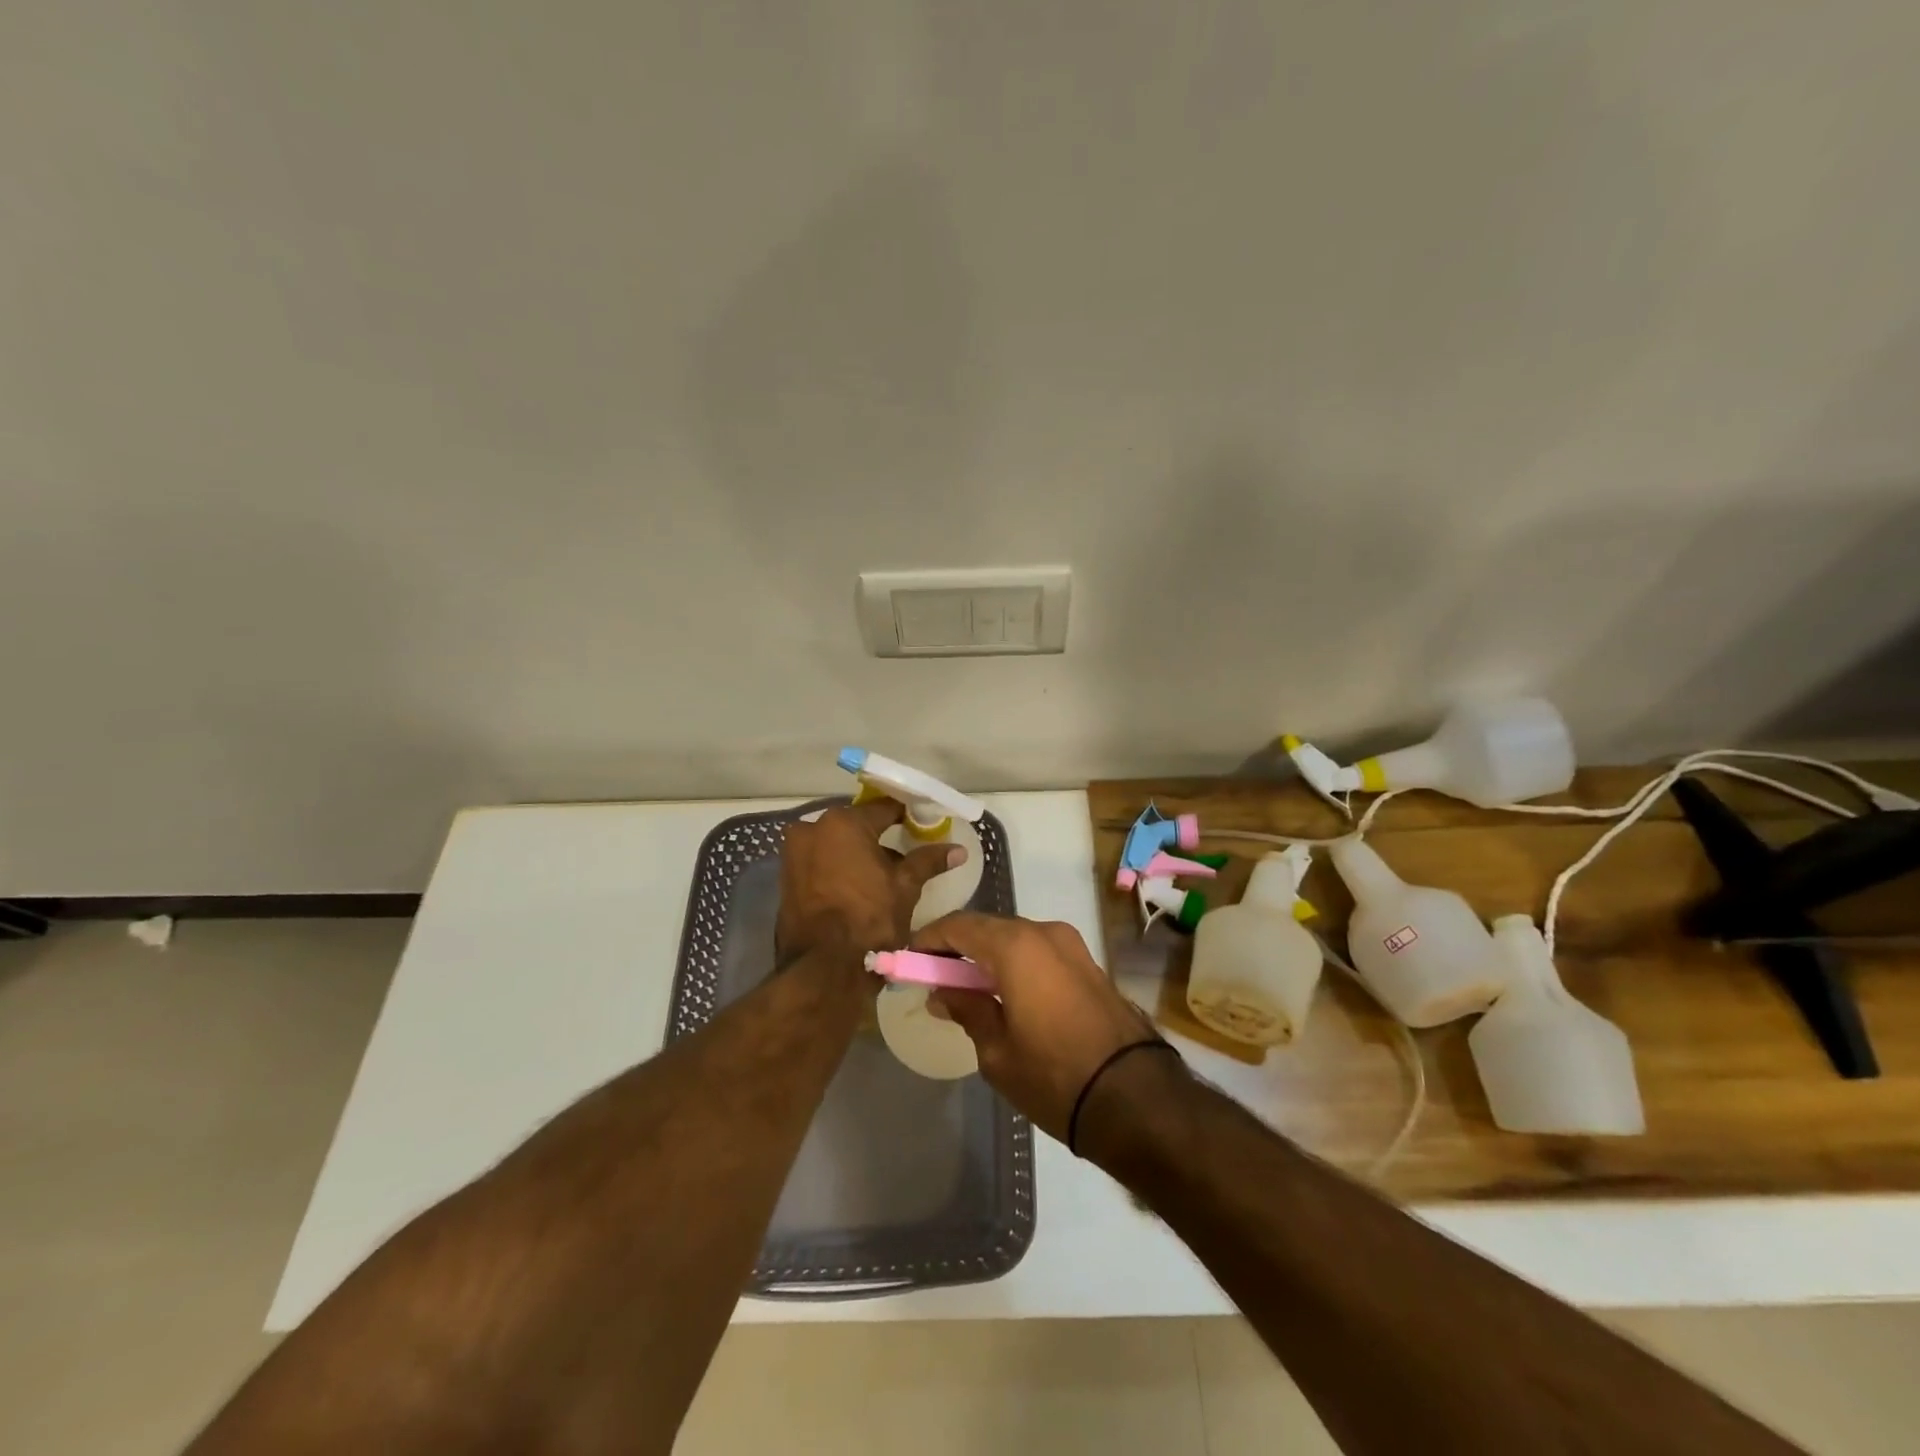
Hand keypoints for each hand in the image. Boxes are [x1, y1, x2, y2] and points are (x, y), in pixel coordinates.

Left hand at [776, 800, 962, 963]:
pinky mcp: (786, 879)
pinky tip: (858, 889)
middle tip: (905, 855)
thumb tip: (958, 850)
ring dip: (857, 855)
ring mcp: (793, 855)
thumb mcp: (905, 887)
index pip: (884, 809)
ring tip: (883, 876)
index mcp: (842, 823)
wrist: (824, 971)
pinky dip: (838, 870)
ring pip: (835, 845)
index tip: (923, 826)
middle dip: (878, 838)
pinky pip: (819, 863)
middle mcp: (811, 829)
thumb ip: (928, 861)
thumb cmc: (869, 920)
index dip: (907, 817)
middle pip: (856, 826)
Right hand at [911, 913, 1163, 1141]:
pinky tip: (1003, 994)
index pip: (958, 926)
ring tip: (966, 989)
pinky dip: (1014, 964)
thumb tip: (942, 992)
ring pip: (1015, 938)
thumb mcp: (996, 1051)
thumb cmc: (1054, 1076)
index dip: (929, 939)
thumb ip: (966, 1009)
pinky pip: (1038, 952)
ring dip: (987, 956)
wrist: (1136, 1098)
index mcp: (1015, 945)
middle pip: (988, 928)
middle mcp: (1044, 932)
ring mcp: (1071, 945)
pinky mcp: (1088, 963)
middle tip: (934, 978)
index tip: (910, 960)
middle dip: (957, 947)